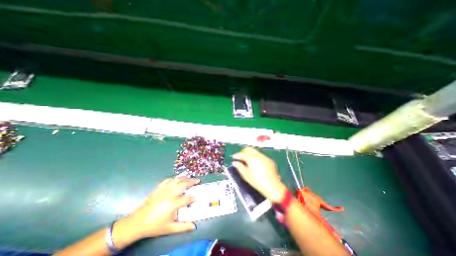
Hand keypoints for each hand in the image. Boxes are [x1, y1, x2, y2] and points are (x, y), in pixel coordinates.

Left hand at [116, 177, 199, 240]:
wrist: (137, 222)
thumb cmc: (154, 226)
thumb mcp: (169, 228)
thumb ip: (183, 227)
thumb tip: (194, 226)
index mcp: (174, 204)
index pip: (188, 198)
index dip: (193, 197)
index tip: (197, 197)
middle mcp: (170, 194)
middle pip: (184, 184)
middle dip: (192, 181)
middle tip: (197, 181)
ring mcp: (164, 189)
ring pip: (177, 179)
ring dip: (185, 178)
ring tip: (189, 178)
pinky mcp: (159, 188)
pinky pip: (168, 180)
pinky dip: (174, 178)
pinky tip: (177, 179)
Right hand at [233, 147, 285, 202]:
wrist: (273, 187)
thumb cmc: (257, 181)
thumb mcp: (246, 175)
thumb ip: (239, 167)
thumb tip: (235, 162)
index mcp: (252, 158)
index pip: (242, 154)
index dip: (236, 155)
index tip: (233, 157)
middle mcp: (258, 155)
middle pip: (249, 149)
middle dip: (243, 152)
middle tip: (240, 158)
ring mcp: (264, 157)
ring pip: (255, 151)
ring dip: (249, 153)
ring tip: (247, 160)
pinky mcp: (269, 160)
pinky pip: (260, 155)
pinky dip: (255, 157)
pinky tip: (255, 164)